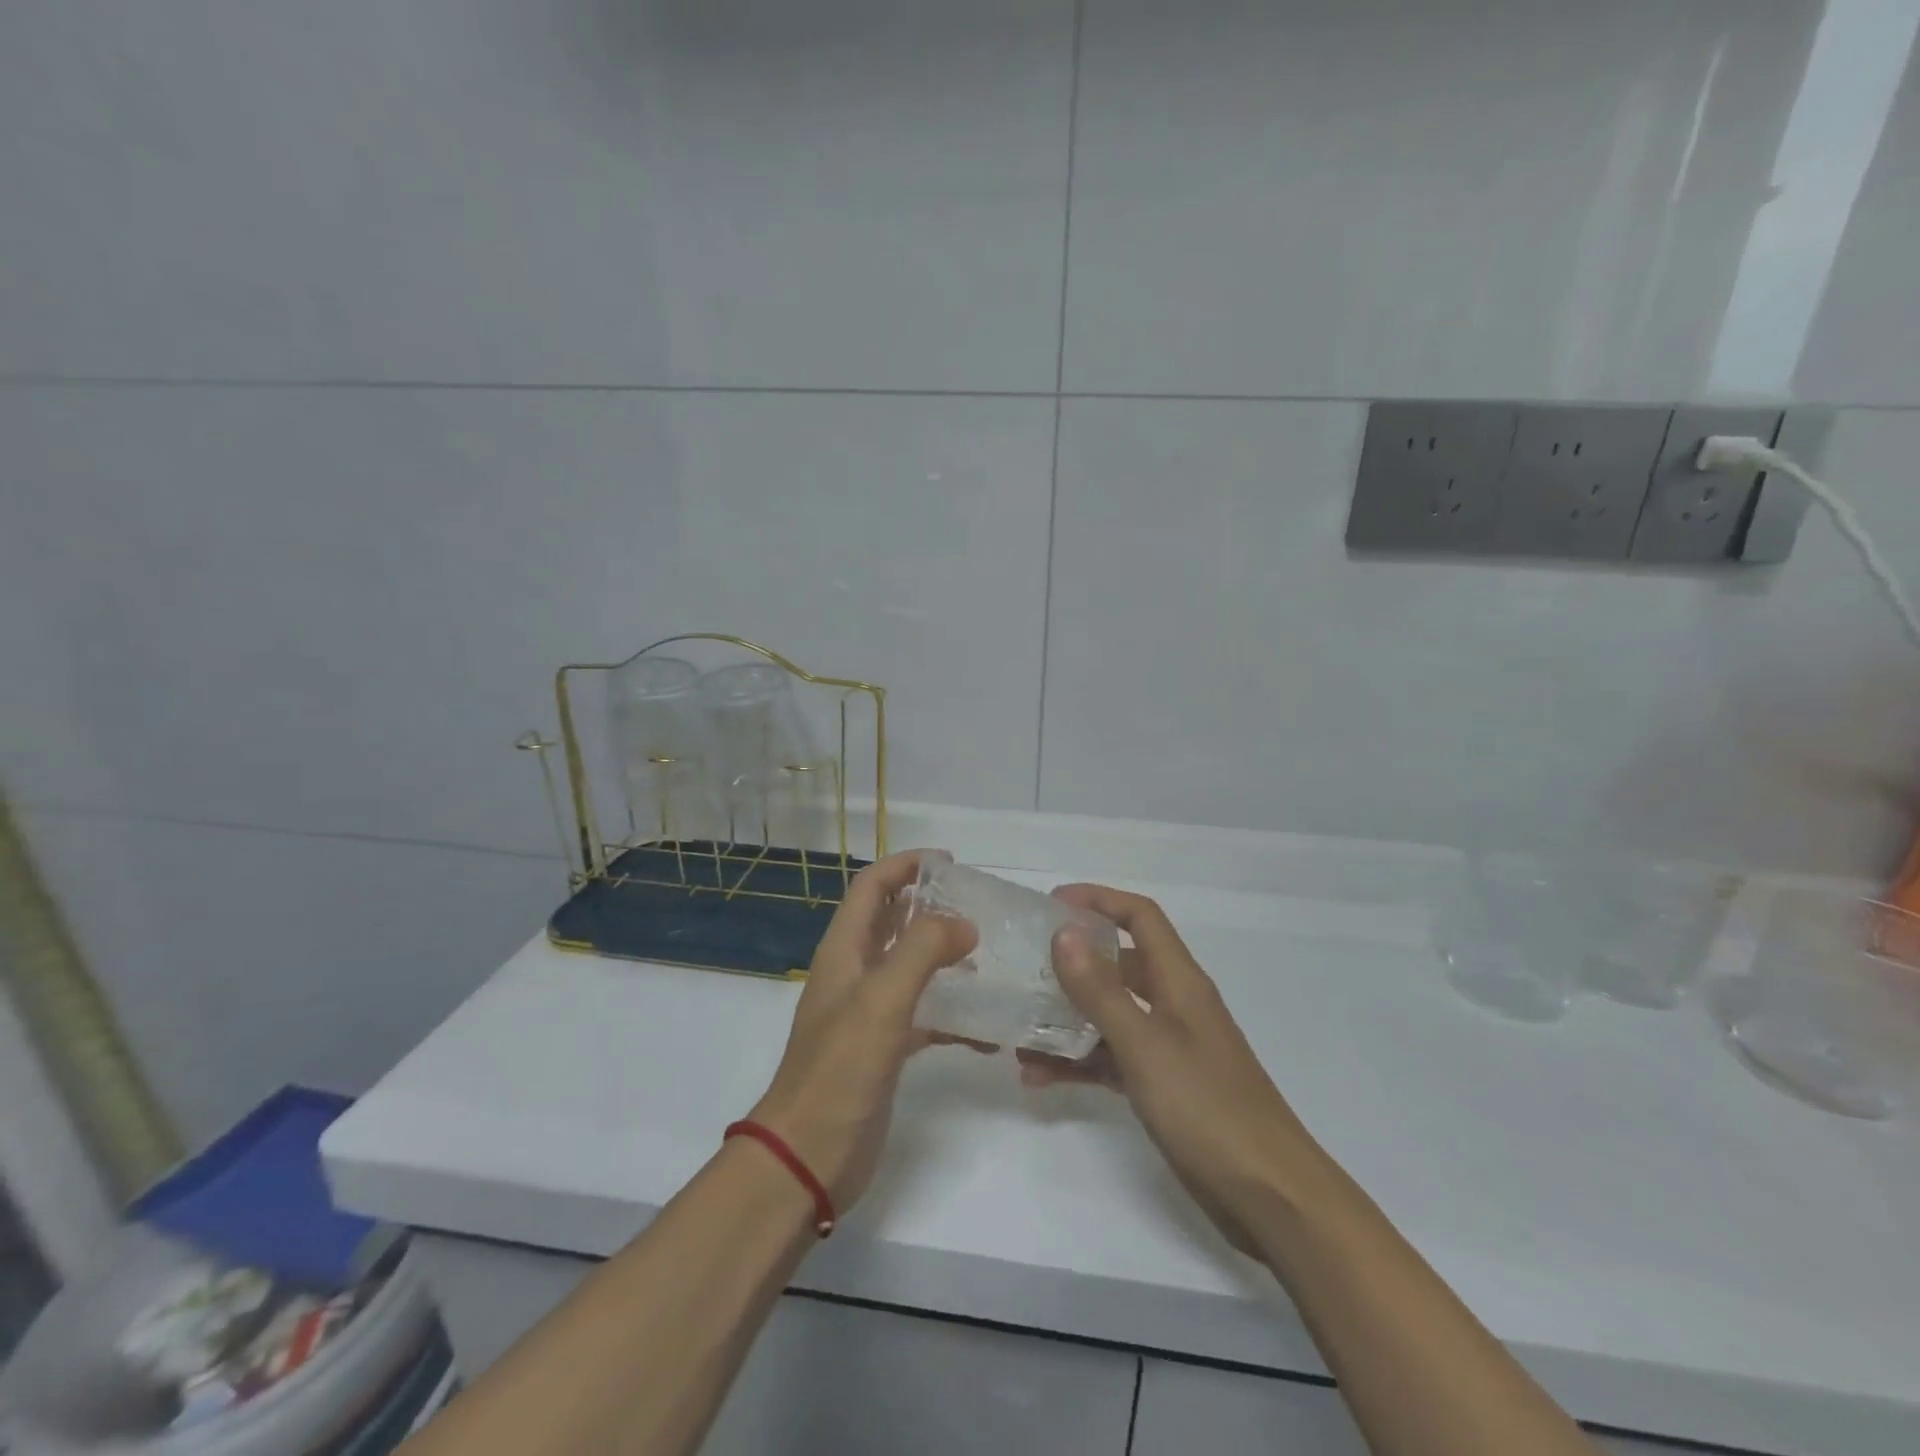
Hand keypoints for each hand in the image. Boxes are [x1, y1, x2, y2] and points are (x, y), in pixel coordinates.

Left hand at [748, 850, 980, 1210]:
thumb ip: (923, 951)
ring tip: (990, 956)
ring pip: (912, 967)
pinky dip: (953, 1014)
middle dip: (931, 906)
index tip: (950, 862)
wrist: (809, 1156)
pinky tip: (987, 1030)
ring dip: (946, 957)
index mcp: (844, 951)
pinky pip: (925, 1016)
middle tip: (979, 906)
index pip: (872, 887)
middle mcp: (855, 973)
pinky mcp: (886, 1049)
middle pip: (893, 922)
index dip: (905, 866)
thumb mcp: (882, 999)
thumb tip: (964, 924)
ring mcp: (870, 1012)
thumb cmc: (840, 1069)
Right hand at [1022, 884, 1321, 1256]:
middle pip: (1118, 964)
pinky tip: (1038, 1078)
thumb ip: (1101, 990)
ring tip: (1018, 1032)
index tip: (1051, 904)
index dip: (1099, 900)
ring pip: (1109, 1015)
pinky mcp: (1162, 1086)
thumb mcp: (1145, 1044)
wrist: (1270, 1196)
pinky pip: (1111, 1058)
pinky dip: (1078, 1062)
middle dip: (1072, 962)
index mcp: (1179, 981)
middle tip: (1023, 968)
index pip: (1140, 917)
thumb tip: (1063, 933)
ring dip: (1066, 1019)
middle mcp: (1173, 1004)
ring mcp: (1168, 1046)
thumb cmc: (1207, 1107)